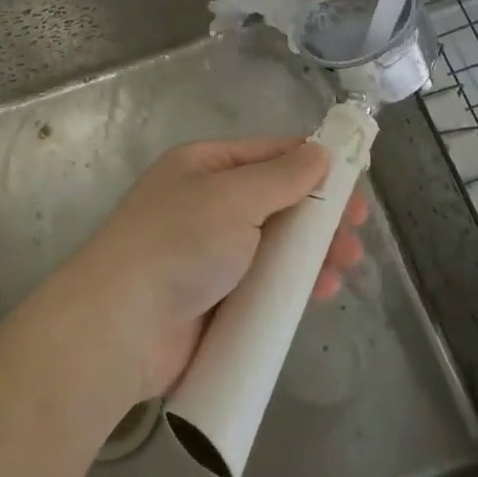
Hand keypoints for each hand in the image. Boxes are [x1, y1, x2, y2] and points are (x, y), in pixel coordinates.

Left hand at [52, 137, 367, 403]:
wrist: (121, 326)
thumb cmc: (179, 243)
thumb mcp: (233, 197)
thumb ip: (282, 176)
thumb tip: (320, 150)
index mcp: (204, 166)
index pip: (268, 153)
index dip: (312, 162)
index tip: (355, 178)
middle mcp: (207, 204)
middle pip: (276, 201)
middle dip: (318, 214)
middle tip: (356, 230)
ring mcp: (210, 254)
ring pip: (275, 245)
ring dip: (312, 252)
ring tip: (347, 264)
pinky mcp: (215, 300)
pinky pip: (264, 285)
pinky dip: (293, 286)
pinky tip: (322, 292)